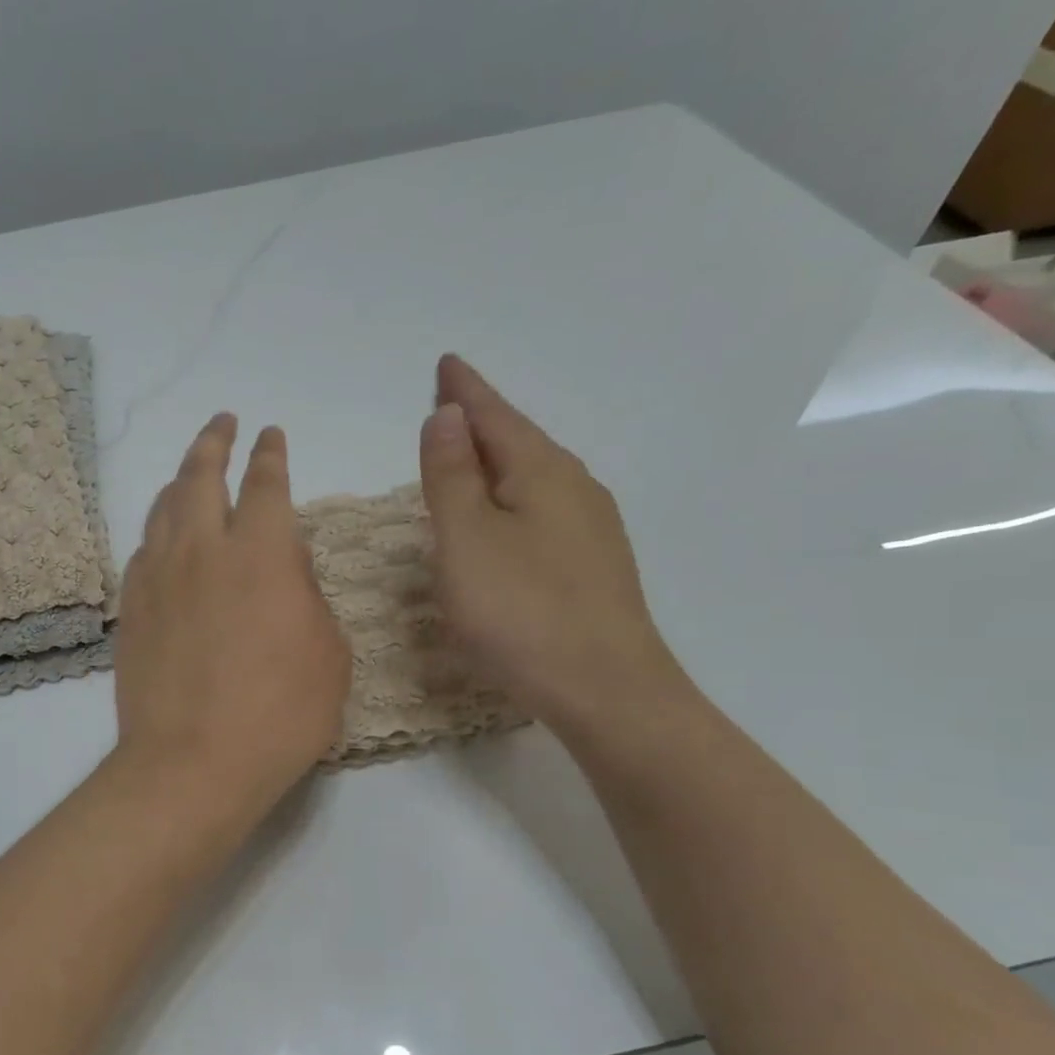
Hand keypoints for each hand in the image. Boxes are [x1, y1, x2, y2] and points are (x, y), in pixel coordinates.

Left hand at [114, 413, 351, 818]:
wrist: (192, 763)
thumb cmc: (280, 714)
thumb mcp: (327, 652)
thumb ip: (308, 596)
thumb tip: (286, 566)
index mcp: (262, 553)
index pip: (266, 483)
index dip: (269, 454)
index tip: (269, 434)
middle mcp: (204, 549)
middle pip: (202, 476)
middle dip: (215, 442)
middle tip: (222, 422)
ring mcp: (158, 577)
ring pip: (164, 507)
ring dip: (180, 478)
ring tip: (190, 469)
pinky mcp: (132, 608)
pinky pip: (142, 549)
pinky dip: (157, 529)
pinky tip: (162, 535)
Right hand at [419, 355, 685, 729]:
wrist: (607, 690)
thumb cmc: (522, 611)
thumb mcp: (466, 539)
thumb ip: (451, 475)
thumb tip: (447, 415)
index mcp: (543, 472)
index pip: (494, 417)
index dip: (465, 392)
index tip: (447, 364)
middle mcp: (575, 489)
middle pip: (520, 441)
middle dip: (482, 421)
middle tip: (449, 404)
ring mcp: (591, 529)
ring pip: (534, 477)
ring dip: (498, 460)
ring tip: (470, 455)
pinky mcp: (593, 566)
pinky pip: (543, 510)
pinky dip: (512, 497)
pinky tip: (505, 518)